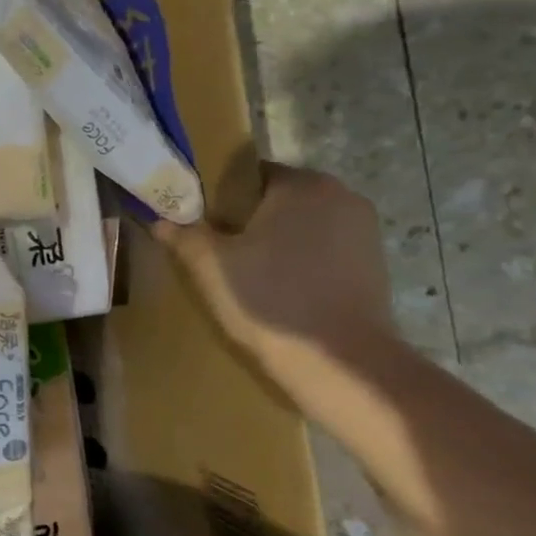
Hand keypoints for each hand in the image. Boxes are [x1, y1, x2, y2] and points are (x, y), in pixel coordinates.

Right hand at [152, 163, 397, 373]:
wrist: (339, 362)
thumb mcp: (210, 265)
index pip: (247, 173)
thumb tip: (161, 219)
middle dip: (246, 218)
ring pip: (301, 223)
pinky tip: (278, 287)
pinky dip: (299, 258)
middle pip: (276, 197)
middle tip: (215, 248)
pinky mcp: (374, 262)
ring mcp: (364, 230)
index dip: (217, 195)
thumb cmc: (269, 300)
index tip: (198, 222)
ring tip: (245, 271)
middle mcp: (341, 196)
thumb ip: (183, 234)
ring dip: (273, 239)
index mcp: (302, 185)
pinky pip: (322, 247)